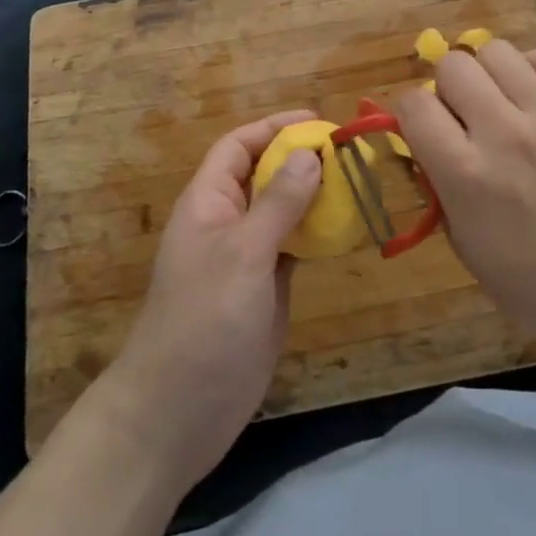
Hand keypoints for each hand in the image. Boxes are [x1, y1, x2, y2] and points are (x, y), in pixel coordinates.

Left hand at [104, 110, 321, 491]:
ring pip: (282, 211)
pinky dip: (316, 234)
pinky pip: (292, 247)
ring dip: (314, 196)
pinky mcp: (264, 289)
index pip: (238, 146)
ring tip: (357, 183)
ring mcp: (246, 258)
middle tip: (349, 153)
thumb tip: (311, 153)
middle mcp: (226, 222)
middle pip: (264, 175)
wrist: (178, 413)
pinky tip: (346, 229)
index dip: (273, 128)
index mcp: (208, 202)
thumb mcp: (243, 253)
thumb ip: (279, 203)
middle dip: (301, 159)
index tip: (318, 121)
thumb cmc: (204, 321)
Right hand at [396, 40, 535, 364]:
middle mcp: (502, 134)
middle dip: (448, 87)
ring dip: (489, 73)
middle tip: (465, 115)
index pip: (414, 104)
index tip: (425, 129)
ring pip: (497, 51)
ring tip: (503, 101)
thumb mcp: (467, 247)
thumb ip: (442, 188)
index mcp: (465, 174)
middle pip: (453, 66)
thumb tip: (429, 146)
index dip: (412, 113)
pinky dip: (535, 68)